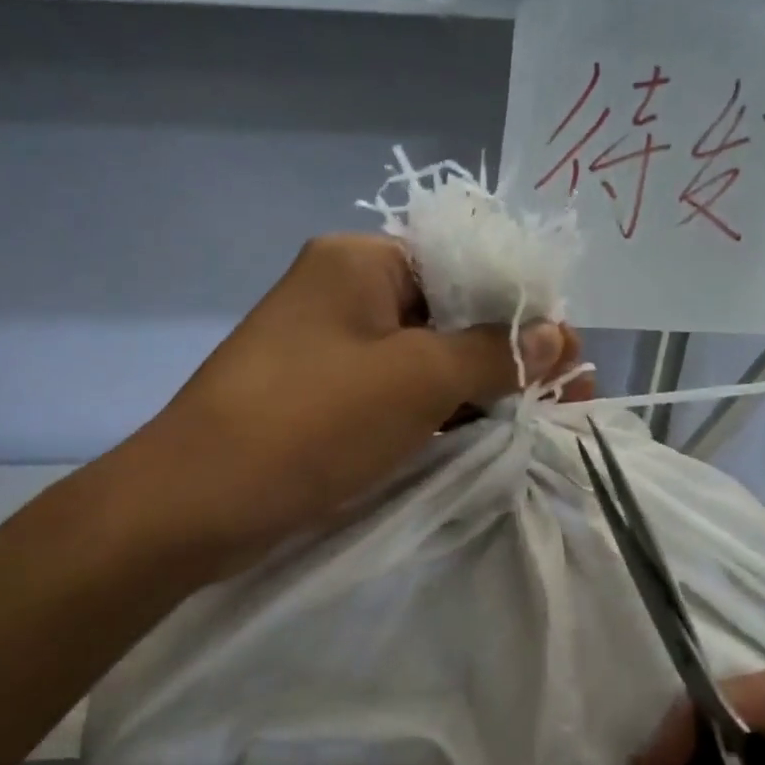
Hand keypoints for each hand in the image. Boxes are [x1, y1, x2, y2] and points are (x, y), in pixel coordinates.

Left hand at [122, 234, 592, 575]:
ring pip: (421, 357)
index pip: (465, 266)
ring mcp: (328, 346)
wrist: (194, 502)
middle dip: (506, 356)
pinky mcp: (320, 396)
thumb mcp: (417, 380)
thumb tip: (556, 334)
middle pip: (446, 313)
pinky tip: (479, 437)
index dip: (523, 310)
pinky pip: (392, 392)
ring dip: (474, 388)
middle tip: (564, 401)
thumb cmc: (311, 422)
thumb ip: (492, 352)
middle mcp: (342, 291)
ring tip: (535, 423)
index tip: (570, 360)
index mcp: (360, 261)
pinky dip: (434, 412)